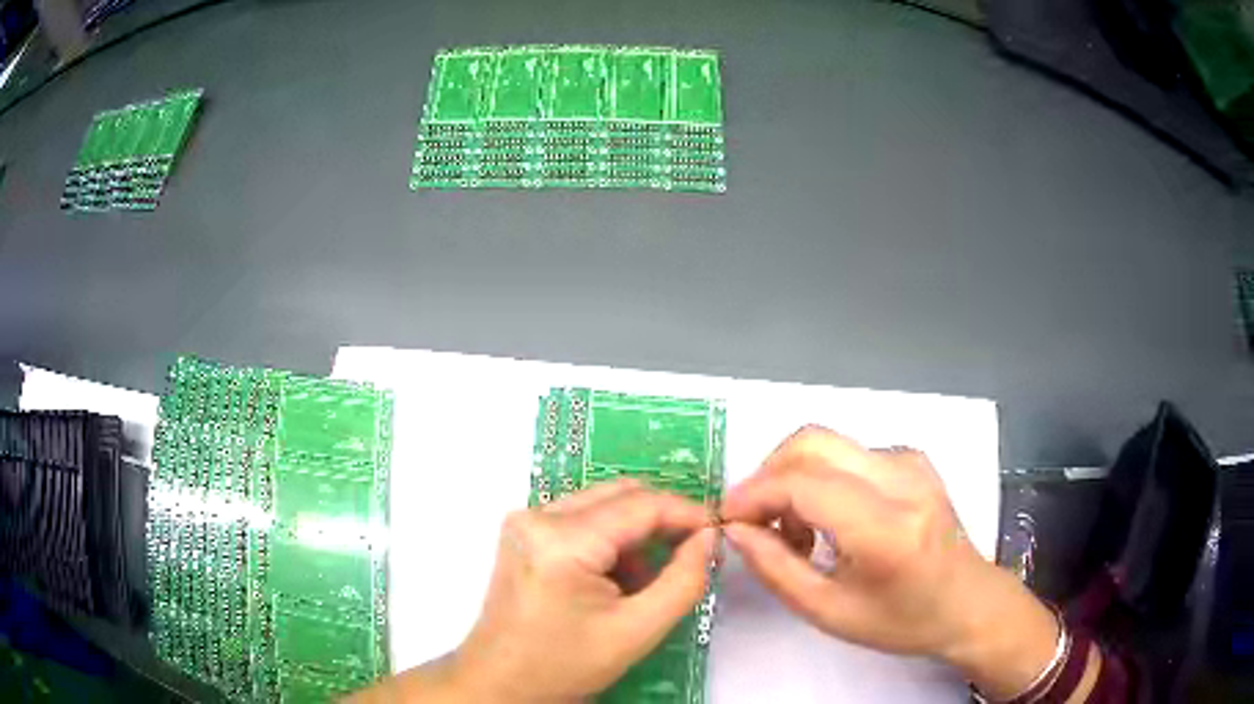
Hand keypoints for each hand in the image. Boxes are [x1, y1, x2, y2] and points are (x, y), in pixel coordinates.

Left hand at [364, 479, 716, 703]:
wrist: (499, 683)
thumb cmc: (564, 665)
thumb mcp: (637, 631)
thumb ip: (684, 581)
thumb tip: (709, 538)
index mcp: (562, 540)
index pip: (641, 505)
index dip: (688, 513)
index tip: (719, 532)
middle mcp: (538, 514)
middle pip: (620, 495)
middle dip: (663, 521)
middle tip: (693, 553)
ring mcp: (525, 520)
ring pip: (603, 505)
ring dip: (636, 533)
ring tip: (646, 581)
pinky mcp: (524, 532)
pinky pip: (582, 519)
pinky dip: (610, 541)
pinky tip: (615, 581)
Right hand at [721, 426, 1060, 699]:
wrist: (967, 602)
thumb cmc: (901, 620)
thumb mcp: (829, 612)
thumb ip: (775, 568)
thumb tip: (736, 529)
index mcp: (886, 529)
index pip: (803, 484)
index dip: (754, 494)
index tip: (727, 519)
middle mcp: (902, 480)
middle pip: (812, 443)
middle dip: (768, 476)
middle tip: (755, 521)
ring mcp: (911, 463)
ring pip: (827, 445)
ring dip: (794, 480)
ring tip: (797, 533)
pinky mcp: (912, 459)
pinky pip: (848, 454)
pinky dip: (821, 479)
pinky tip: (828, 519)